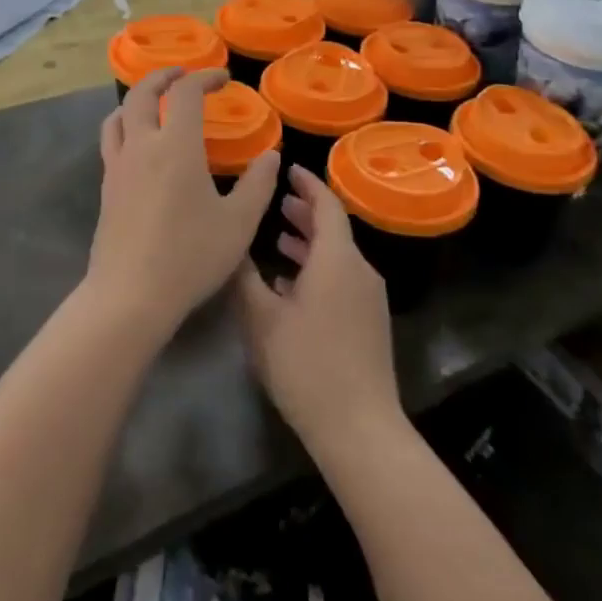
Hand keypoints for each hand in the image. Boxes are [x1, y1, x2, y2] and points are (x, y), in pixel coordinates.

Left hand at [86, 67, 279, 342]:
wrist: (130, 295)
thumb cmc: (190, 256)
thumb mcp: (238, 223)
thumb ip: (258, 184)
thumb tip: (271, 156)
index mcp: (176, 145)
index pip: (185, 93)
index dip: (204, 78)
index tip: (222, 79)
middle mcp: (142, 145)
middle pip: (142, 92)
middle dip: (163, 76)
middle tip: (182, 75)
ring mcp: (118, 165)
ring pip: (119, 114)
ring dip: (138, 98)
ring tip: (155, 102)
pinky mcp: (106, 187)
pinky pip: (111, 140)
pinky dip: (125, 125)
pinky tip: (139, 144)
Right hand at [235, 167, 401, 450]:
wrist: (360, 430)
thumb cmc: (307, 365)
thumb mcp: (262, 319)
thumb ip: (245, 277)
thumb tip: (232, 245)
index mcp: (337, 259)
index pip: (326, 205)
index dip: (307, 184)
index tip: (287, 170)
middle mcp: (359, 270)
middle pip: (333, 229)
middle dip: (305, 213)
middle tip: (276, 204)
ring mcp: (368, 298)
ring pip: (337, 256)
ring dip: (310, 243)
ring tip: (279, 239)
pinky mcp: (369, 323)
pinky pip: (342, 279)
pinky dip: (318, 270)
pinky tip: (291, 287)